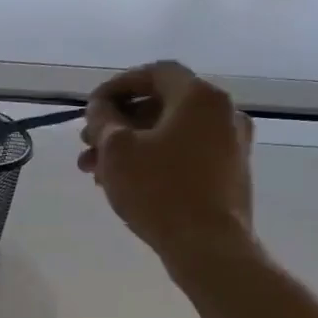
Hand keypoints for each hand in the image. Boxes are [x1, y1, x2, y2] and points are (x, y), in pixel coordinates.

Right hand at [77, 60, 257, 269]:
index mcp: (200, 98)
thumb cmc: (158, 189)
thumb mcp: (116, 149)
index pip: (155, 72)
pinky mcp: (229, 171)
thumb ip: (103, 118)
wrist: (207, 245)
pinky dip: (152, 157)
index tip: (90, 108)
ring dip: (130, 143)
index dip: (117, 85)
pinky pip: (184, 151)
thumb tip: (101, 107)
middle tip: (86, 143)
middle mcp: (223, 113)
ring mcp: (231, 143)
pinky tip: (124, 181)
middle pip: (161, 103)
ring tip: (95, 170)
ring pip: (169, 131)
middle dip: (118, 121)